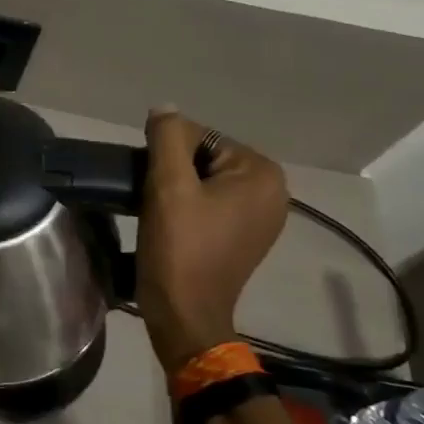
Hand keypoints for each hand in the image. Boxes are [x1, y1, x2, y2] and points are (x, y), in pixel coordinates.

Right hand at [136, 109, 287, 373]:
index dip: (165, 153)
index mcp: (261, 173)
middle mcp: (273, 190)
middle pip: (204, 157)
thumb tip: (164, 108)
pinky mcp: (246, 236)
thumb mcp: (168, 185)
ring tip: (157, 212)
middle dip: (172, 170)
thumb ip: (168, 137)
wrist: (185, 314)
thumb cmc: (179, 248)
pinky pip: (211, 203)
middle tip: (150, 198)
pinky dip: (188, 206)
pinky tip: (171, 224)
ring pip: (205, 181)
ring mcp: (262, 217)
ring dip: (176, 189)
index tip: (150, 183)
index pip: (200, 136)